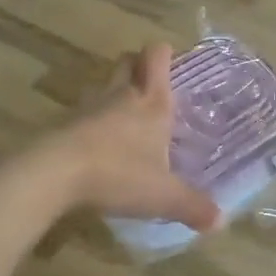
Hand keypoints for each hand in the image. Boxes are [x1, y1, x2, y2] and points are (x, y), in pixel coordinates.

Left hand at [50, 44, 219, 231]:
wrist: (54, 174)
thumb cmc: (118, 174)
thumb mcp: (163, 196)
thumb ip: (192, 206)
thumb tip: (221, 221)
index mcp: (152, 103)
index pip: (157, 57)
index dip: (163, 54)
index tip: (170, 60)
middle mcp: (121, 96)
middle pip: (127, 62)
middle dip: (138, 67)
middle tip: (149, 85)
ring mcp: (89, 108)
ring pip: (103, 86)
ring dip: (114, 93)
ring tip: (125, 115)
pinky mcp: (64, 125)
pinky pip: (83, 114)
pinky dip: (92, 121)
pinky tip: (98, 144)